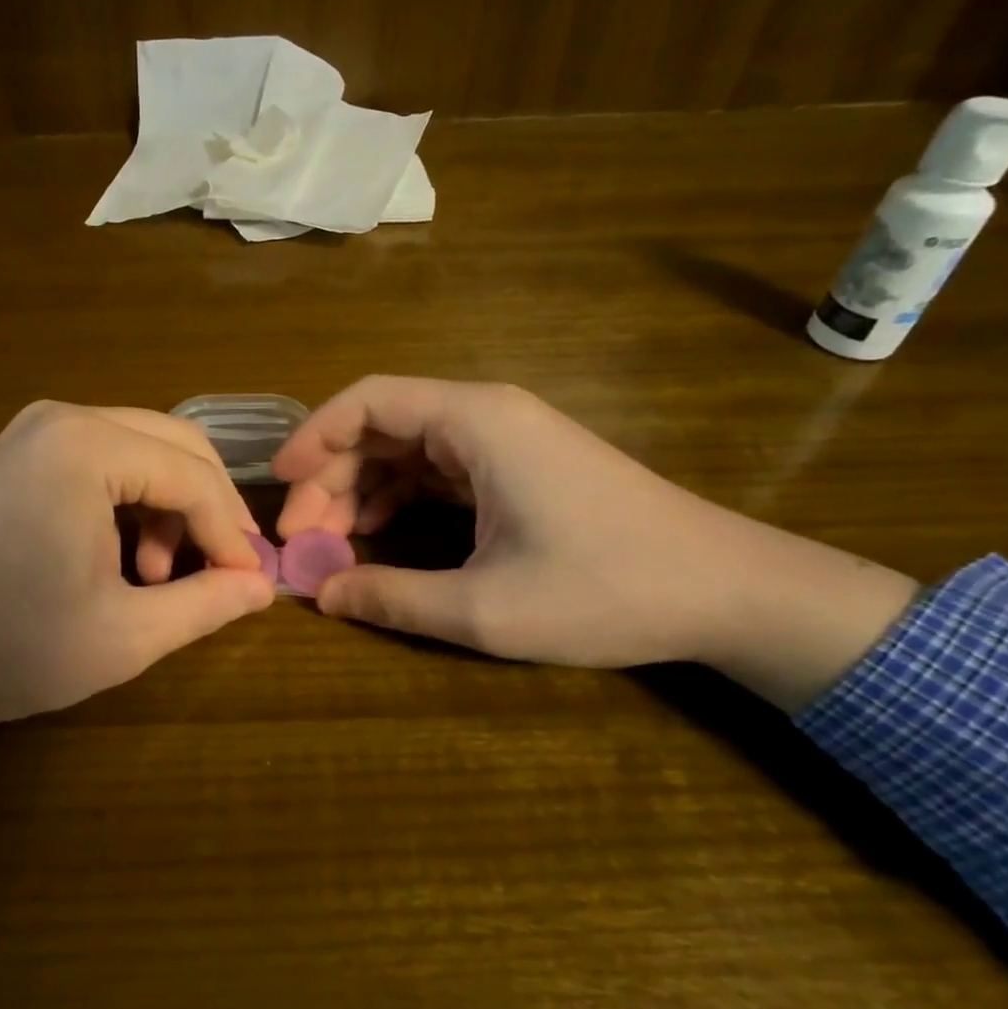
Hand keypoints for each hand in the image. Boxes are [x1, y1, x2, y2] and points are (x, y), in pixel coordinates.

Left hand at [0, 402, 274, 790]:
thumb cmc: (6, 646)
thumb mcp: (123, 635)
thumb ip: (205, 604)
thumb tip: (262, 586)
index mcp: (87, 447)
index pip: (194, 477)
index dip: (233, 534)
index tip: (251, 584)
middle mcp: (64, 418)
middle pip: (176, 447)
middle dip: (210, 510)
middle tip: (227, 570)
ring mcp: (36, 430)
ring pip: (143, 451)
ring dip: (170, 507)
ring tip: (159, 575)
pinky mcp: (20, 452)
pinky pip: (104, 461)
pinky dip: (131, 502)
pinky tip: (122, 558)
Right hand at [273, 376, 917, 710]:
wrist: (728, 592)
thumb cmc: (608, 589)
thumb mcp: (487, 607)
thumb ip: (393, 598)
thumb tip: (321, 595)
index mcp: (476, 422)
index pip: (368, 400)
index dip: (313, 437)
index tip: (279, 486)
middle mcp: (485, 416)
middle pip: (381, 427)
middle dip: (332, 480)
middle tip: (303, 540)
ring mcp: (504, 441)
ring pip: (406, 450)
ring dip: (362, 493)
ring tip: (332, 548)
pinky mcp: (518, 468)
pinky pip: (437, 471)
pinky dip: (399, 500)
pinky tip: (379, 540)